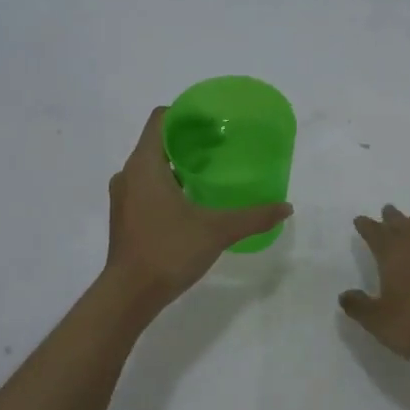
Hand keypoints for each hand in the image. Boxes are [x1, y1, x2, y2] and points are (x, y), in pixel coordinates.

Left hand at [105, 107, 292, 309]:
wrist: (129, 294)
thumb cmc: (168, 251)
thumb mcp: (217, 231)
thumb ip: (253, 216)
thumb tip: (286, 207)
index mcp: (145, 165)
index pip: (161, 119)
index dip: (187, 114)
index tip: (214, 122)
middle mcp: (128, 174)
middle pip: (158, 142)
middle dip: (189, 141)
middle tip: (221, 148)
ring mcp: (123, 197)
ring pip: (152, 167)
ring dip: (178, 166)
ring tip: (210, 174)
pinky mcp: (125, 217)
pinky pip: (147, 188)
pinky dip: (168, 186)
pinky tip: (192, 203)